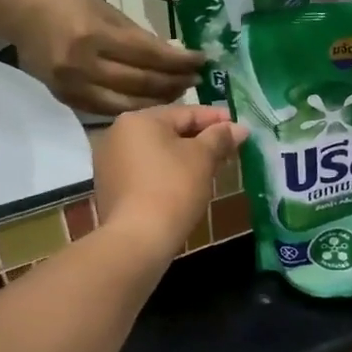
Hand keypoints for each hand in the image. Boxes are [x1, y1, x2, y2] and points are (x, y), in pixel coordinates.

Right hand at [14, 0, 201, 114]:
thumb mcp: (107, 10)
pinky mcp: (67, 100)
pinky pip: (108, 111)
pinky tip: (152, 105)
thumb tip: (174, 55)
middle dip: (174, 82)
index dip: (179, 61)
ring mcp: (74, 86)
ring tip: (179, 94)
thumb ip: (139, 35)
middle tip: (196, 81)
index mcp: (96, 35)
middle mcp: (84, 64)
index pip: (149, 54)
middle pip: (141, 83)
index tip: (202, 61)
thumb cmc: (70, 5)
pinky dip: (134, 109)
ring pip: (127, 104)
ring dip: (159, 101)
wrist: (23, 16)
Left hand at [93, 104, 248, 252]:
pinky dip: (167, 171)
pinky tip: (187, 182)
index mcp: (139, 119)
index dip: (216, 119)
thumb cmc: (173, 188)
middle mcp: (118, 134)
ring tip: (212, 165)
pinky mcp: (111, 186)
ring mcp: (110, 162)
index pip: (186, 112)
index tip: (239, 126)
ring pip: (157, 151)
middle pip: (169, 130)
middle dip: (201, 138)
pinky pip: (146, 170)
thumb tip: (240, 128)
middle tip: (229, 146)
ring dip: (185, 155)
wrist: (138, 239)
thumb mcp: (203, 158)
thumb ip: (220, 138)